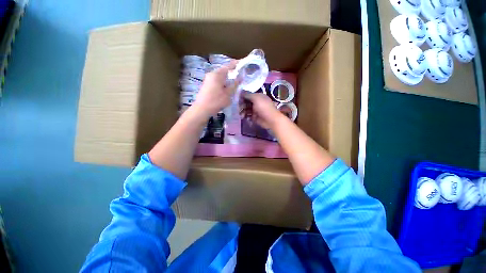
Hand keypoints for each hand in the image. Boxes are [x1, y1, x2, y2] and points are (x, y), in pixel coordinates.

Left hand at [192, 61, 238, 118]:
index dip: (236, 64)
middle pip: (224, 70)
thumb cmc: (216, 101)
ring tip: (235, 81)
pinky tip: (227, 87)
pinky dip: (223, 81)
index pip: (228, 66)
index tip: (242, 63)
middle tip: (240, 74)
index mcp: (217, 74)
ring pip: (220, 76)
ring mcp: (208, 79)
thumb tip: (240, 77)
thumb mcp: (228, 94)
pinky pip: (217, 80)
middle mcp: (212, 74)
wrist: (202, 109)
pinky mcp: (207, 85)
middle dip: (232, 71)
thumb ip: (234, 85)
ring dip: (228, 77)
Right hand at [240, 92, 282, 128]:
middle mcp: (256, 103)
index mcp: (258, 96)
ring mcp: (255, 110)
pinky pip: (248, 116)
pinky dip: (246, 116)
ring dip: (243, 112)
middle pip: (246, 102)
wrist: (270, 120)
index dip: (242, 97)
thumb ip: (248, 94)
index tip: (238, 101)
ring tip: (242, 116)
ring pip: (246, 109)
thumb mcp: (256, 98)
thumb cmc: (263, 107)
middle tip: (240, 109)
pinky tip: (245, 118)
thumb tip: (241, 91)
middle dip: (242, 105)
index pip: (248, 95)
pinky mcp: (255, 117)